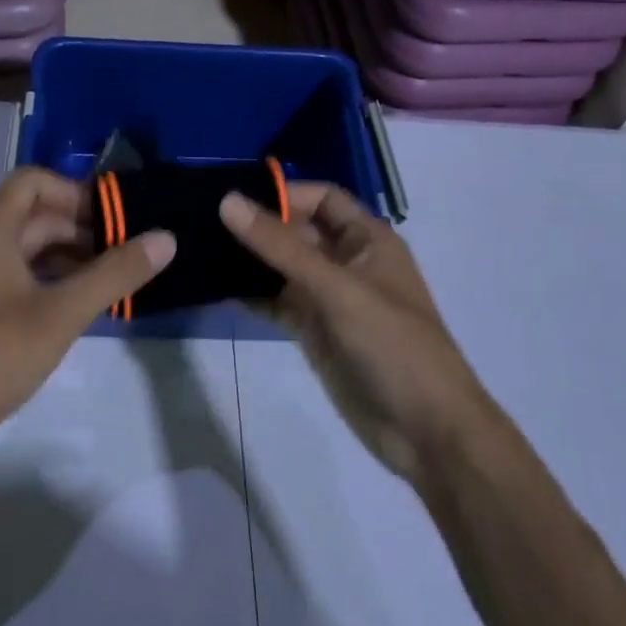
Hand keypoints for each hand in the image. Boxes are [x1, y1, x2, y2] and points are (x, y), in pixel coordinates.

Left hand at [0, 168, 175, 469]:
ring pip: (27, 251)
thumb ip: (114, 274)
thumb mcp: (60, 314)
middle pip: (34, 216)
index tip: (114, 221)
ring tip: (109, 284)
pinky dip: (50, 283)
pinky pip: (17, 280)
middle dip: (81, 229)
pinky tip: (76, 311)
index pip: (34, 181)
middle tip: (125, 256)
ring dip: (68, 258)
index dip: (75, 192)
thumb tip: (166, 237)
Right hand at [220, 183, 490, 481]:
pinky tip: (216, 290)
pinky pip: (278, 302)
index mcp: (368, 240)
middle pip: (297, 230)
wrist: (426, 431)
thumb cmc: (392, 346)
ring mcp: (330, 298)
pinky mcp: (315, 331)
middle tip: (201, 222)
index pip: (321, 198)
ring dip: (249, 260)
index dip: (283, 193)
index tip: (232, 198)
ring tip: (199, 251)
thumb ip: (282, 247)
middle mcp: (347, 262)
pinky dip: (252, 295)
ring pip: (283, 267)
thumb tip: (228, 201)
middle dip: (257, 226)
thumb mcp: (337, 290)